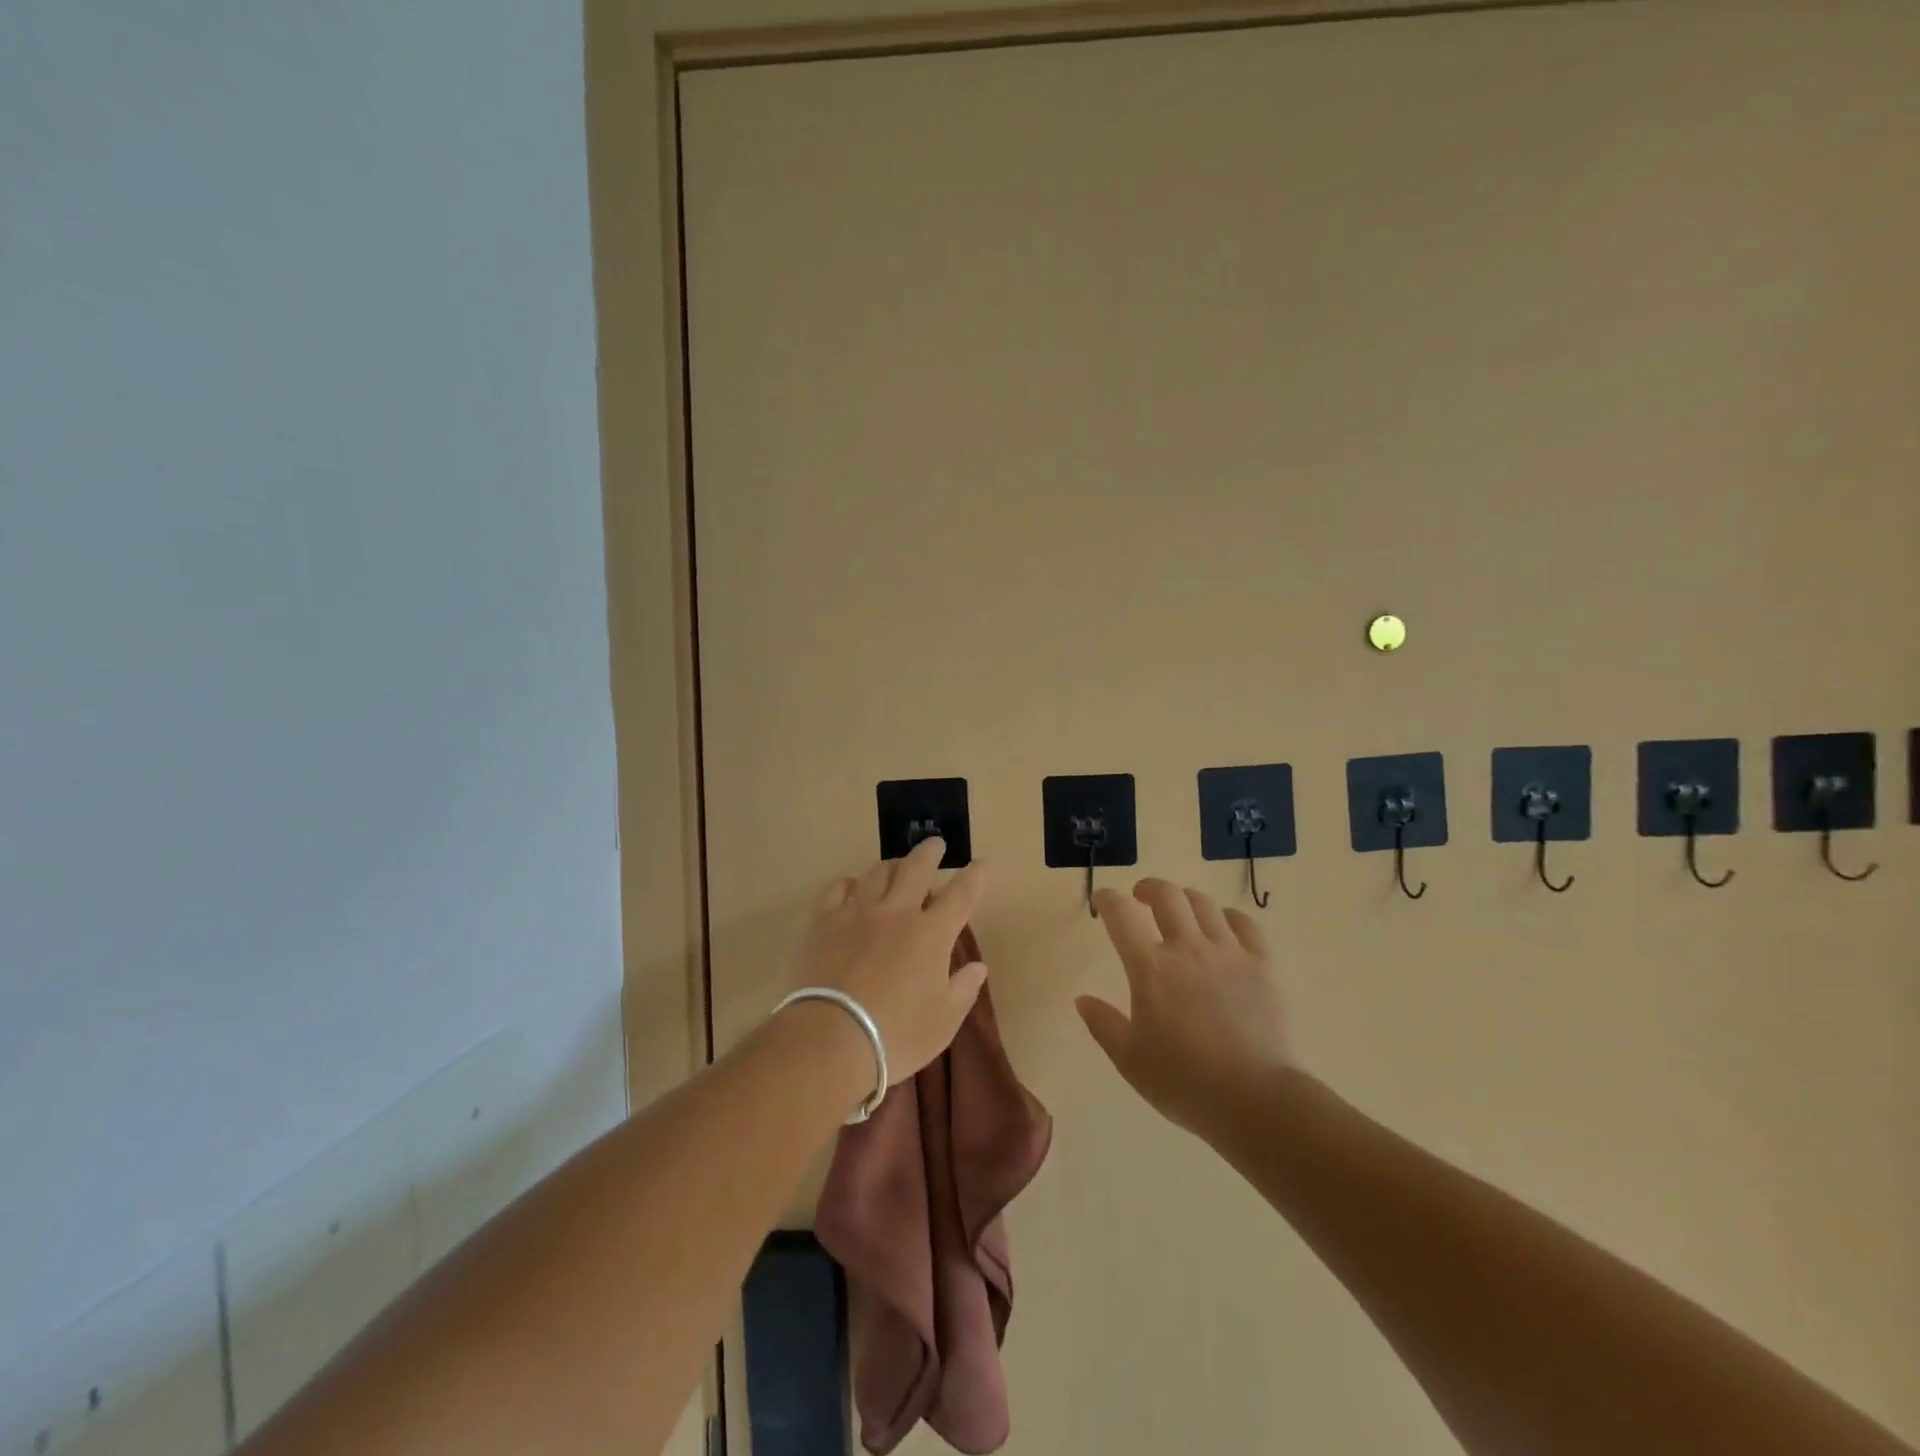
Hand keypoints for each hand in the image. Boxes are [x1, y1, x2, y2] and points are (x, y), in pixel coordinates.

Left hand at [790, 838, 988, 1084]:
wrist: (830, 1040)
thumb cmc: (896, 1036)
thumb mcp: (943, 1022)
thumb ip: (963, 989)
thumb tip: (977, 966)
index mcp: (931, 934)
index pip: (962, 894)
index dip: (975, 875)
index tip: (982, 863)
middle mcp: (897, 912)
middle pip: (916, 867)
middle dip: (930, 852)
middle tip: (936, 844)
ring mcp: (857, 912)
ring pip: (878, 872)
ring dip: (892, 865)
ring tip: (896, 867)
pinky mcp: (824, 921)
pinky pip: (838, 888)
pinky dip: (850, 883)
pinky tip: (853, 888)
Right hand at [1078, 879, 1292, 1137]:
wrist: (1255, 1100)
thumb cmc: (1184, 1082)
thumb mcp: (1129, 1060)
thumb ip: (1103, 1024)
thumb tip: (1082, 999)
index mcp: (1150, 968)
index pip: (1121, 915)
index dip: (1107, 900)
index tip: (1102, 902)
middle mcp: (1188, 948)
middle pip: (1166, 895)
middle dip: (1148, 888)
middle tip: (1140, 897)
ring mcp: (1229, 952)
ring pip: (1204, 904)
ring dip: (1185, 900)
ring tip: (1181, 910)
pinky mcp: (1262, 964)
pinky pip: (1245, 923)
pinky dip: (1229, 917)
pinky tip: (1224, 927)